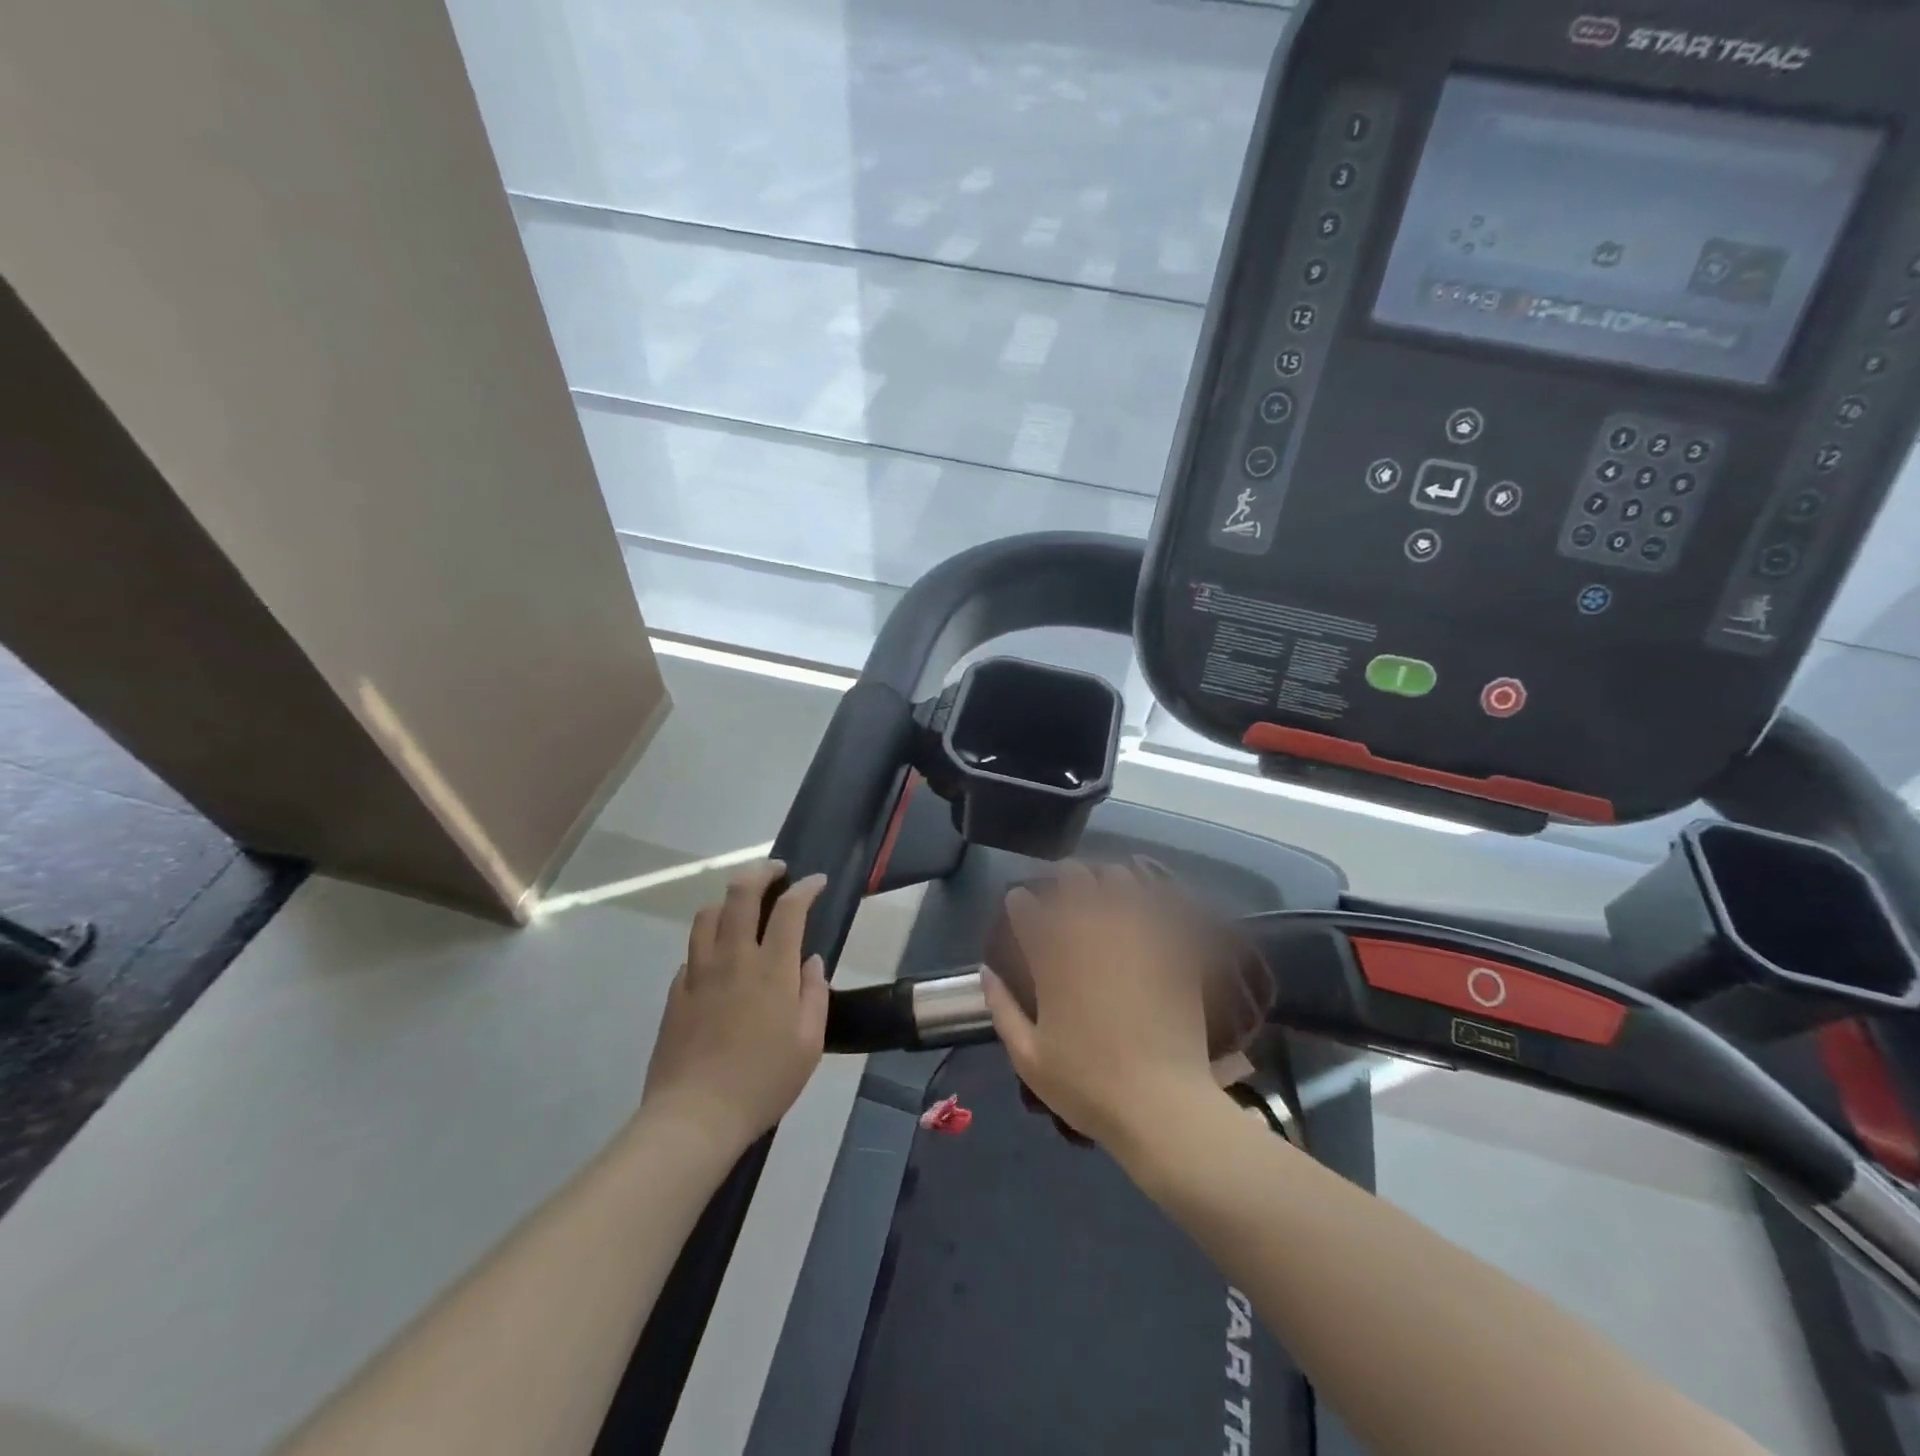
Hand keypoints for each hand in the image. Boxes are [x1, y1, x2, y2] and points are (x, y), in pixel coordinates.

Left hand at [640, 861, 829, 1153]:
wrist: (695, 1116)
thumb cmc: (763, 1081)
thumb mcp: (809, 1043)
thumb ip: (814, 995)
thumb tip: (810, 962)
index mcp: (772, 969)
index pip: (789, 909)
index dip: (805, 888)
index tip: (816, 882)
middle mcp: (734, 958)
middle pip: (741, 894)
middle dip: (761, 872)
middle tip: (776, 871)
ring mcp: (699, 972)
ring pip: (708, 914)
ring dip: (729, 899)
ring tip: (743, 904)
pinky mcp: (677, 991)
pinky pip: (693, 949)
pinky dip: (709, 938)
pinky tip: (719, 954)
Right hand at [983, 861, 1224, 1154]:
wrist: (1161, 1105)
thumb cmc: (1088, 1086)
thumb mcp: (1028, 1058)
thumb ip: (1002, 1009)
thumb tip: (986, 972)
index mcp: (1054, 961)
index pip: (1027, 909)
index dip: (1020, 902)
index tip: (1019, 902)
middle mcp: (1092, 937)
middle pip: (1074, 879)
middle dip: (1063, 877)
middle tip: (1063, 887)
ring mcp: (1135, 938)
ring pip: (1119, 879)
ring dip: (1107, 878)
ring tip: (1106, 886)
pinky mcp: (1169, 948)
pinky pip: (1160, 904)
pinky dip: (1150, 895)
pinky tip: (1146, 900)